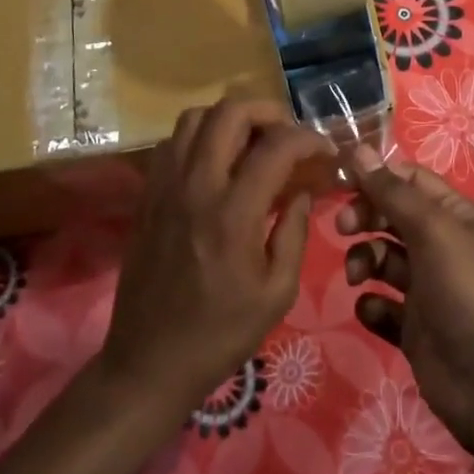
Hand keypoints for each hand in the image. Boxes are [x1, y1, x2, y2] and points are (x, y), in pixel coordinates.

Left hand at [100, 100, 332, 423]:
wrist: (149, 362)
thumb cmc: (221, 333)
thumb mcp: (277, 292)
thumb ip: (294, 231)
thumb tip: (302, 189)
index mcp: (233, 213)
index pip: (277, 146)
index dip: (309, 139)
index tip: (326, 152)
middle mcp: (196, 186)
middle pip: (230, 111)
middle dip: (268, 111)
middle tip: (288, 135)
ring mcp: (166, 186)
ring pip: (195, 117)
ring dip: (230, 118)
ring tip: (252, 142)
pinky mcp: (147, 194)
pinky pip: (173, 142)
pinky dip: (200, 136)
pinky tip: (217, 162)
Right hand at [338, 145, 473, 459]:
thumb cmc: (465, 291)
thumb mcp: (432, 230)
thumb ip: (391, 191)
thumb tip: (356, 148)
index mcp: (453, 215)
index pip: (408, 179)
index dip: (376, 177)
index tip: (340, 183)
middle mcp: (440, 246)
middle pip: (390, 216)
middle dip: (364, 217)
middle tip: (343, 228)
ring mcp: (426, 288)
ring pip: (381, 259)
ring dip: (364, 261)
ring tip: (359, 277)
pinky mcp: (412, 327)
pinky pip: (381, 305)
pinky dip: (372, 305)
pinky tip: (375, 311)